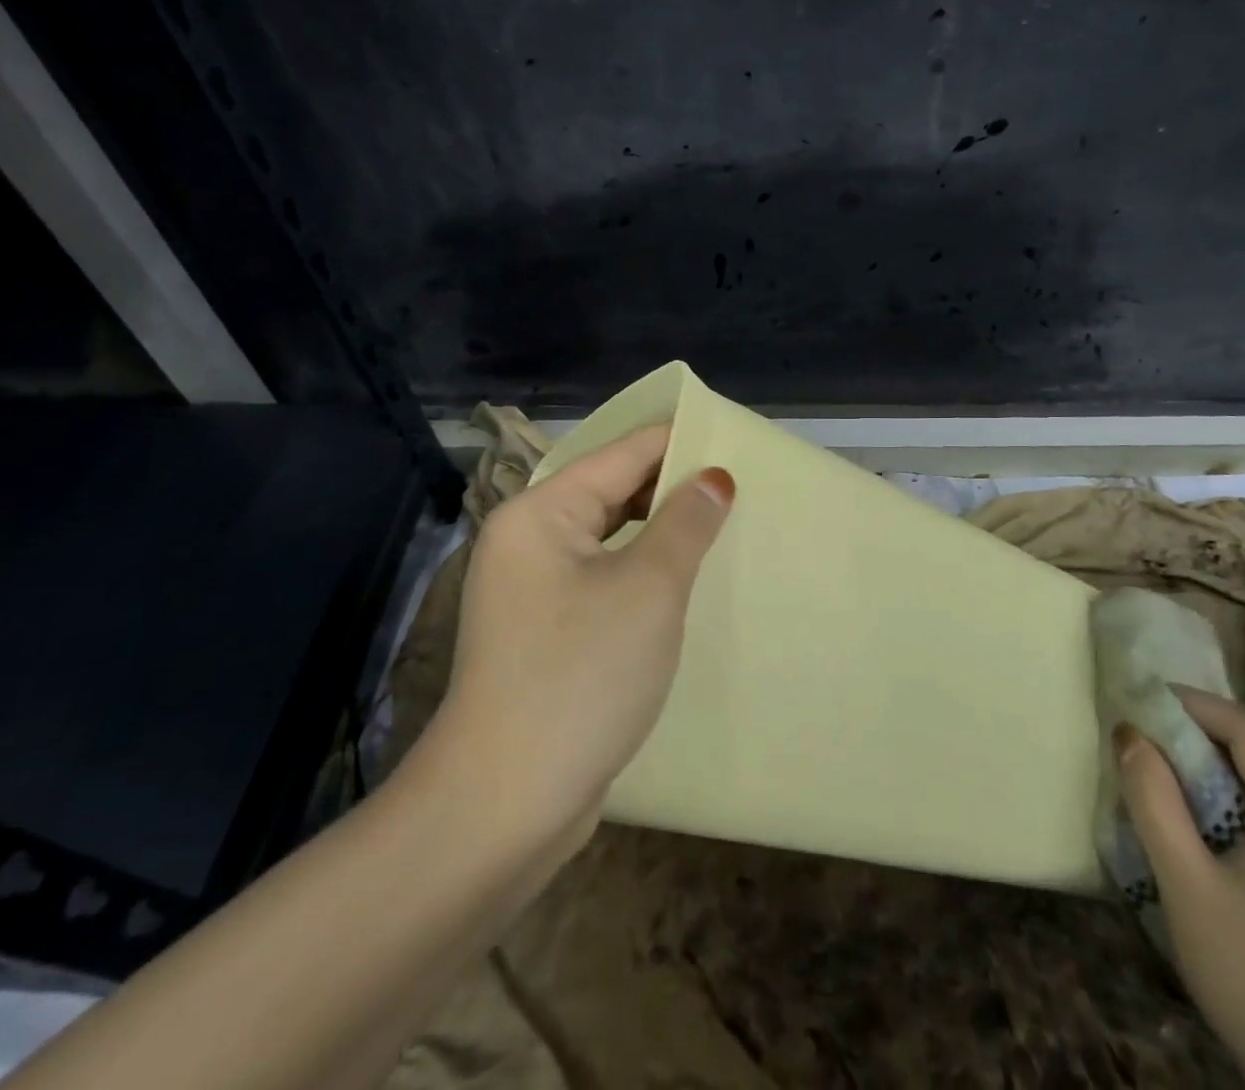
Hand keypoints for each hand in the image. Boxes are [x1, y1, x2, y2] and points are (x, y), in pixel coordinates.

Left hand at [426, 424, 732, 848]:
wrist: (506, 804)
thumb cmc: (581, 675)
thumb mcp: (648, 588)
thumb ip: (685, 522)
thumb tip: (714, 477)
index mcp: (540, 513)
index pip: (621, 455)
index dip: (678, 442)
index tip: (734, 441)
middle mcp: (527, 542)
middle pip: (611, 494)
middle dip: (673, 489)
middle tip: (739, 488)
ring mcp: (531, 591)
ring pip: (609, 540)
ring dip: (660, 534)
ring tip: (722, 528)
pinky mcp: (544, 634)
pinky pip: (602, 581)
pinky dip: (642, 574)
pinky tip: (684, 583)